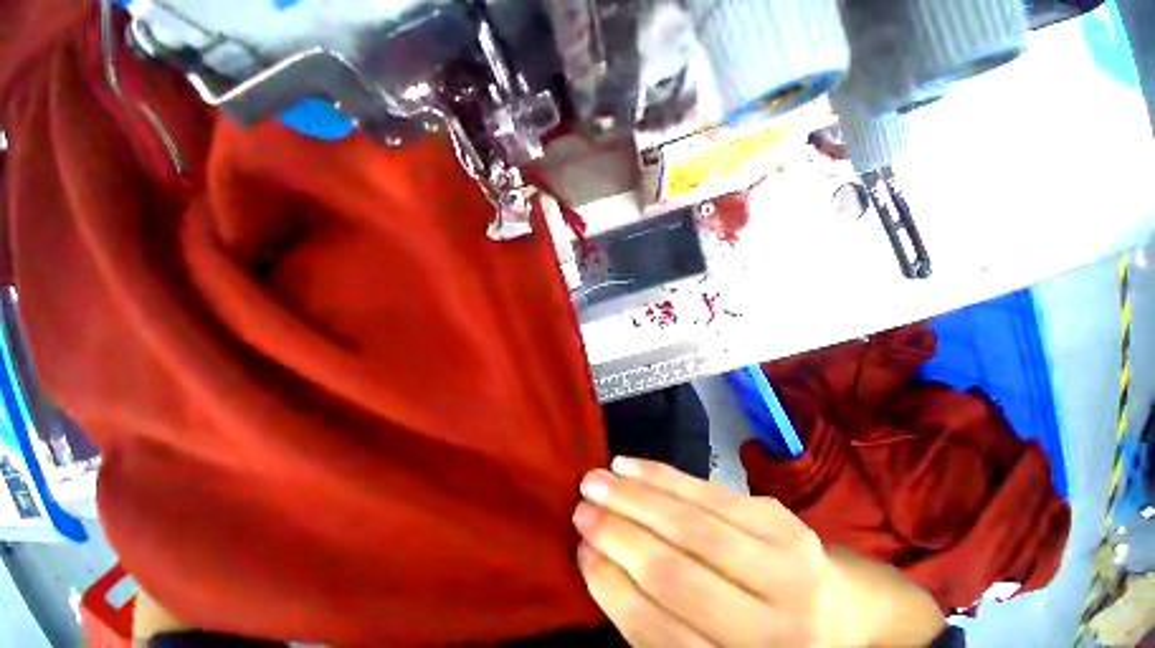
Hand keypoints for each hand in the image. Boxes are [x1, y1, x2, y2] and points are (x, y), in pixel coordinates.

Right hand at [573, 458, 943, 646]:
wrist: (841, 613)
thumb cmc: (763, 640)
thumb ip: (663, 621)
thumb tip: (602, 564)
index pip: (662, 633)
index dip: (614, 588)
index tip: (580, 551)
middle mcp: (773, 631)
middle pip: (677, 573)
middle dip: (619, 534)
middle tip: (580, 507)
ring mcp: (785, 566)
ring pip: (691, 524)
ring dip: (635, 497)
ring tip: (597, 478)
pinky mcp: (782, 521)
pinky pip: (709, 493)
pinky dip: (663, 476)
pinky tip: (631, 466)